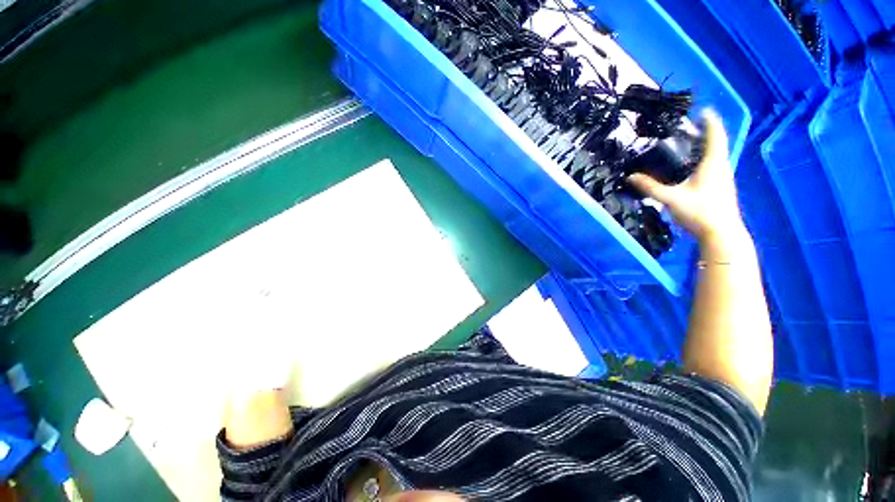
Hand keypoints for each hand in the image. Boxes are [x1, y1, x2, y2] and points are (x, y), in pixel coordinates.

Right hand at [628, 109, 744, 242]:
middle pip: (717, 143)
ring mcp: (723, 178)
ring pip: (716, 155)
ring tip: (689, 143)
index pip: (715, 135)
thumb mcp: (671, 198)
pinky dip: (705, 159)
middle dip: (705, 132)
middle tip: (689, 127)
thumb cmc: (700, 212)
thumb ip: (650, 187)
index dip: (710, 121)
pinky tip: (692, 166)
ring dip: (706, 146)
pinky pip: (713, 165)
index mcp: (713, 164)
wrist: (721, 234)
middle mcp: (721, 167)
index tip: (703, 110)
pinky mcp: (721, 187)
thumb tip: (630, 177)